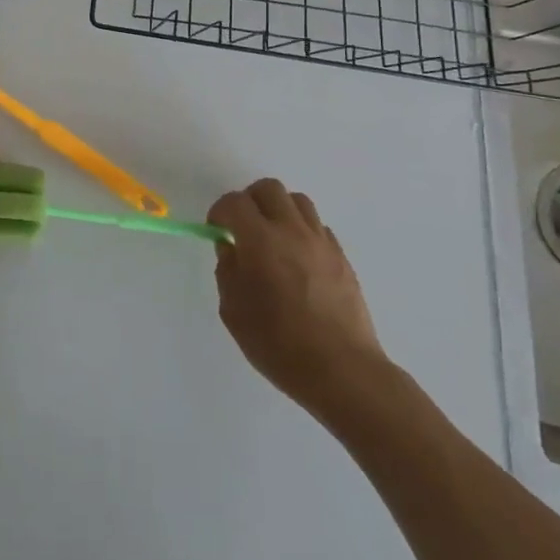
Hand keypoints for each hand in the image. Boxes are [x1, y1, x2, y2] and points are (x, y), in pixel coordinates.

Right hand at [208, 178, 392, 427]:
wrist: (342, 371)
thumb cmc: (279, 345)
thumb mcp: (234, 312)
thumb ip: (227, 271)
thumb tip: (230, 249)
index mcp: (260, 241)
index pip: (234, 202)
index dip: (220, 211)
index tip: (217, 230)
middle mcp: (292, 231)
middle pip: (268, 189)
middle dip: (249, 201)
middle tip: (242, 228)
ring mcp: (321, 242)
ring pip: (297, 201)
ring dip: (278, 211)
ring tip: (272, 239)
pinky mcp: (342, 257)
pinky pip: (318, 227)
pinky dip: (301, 231)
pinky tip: (297, 259)